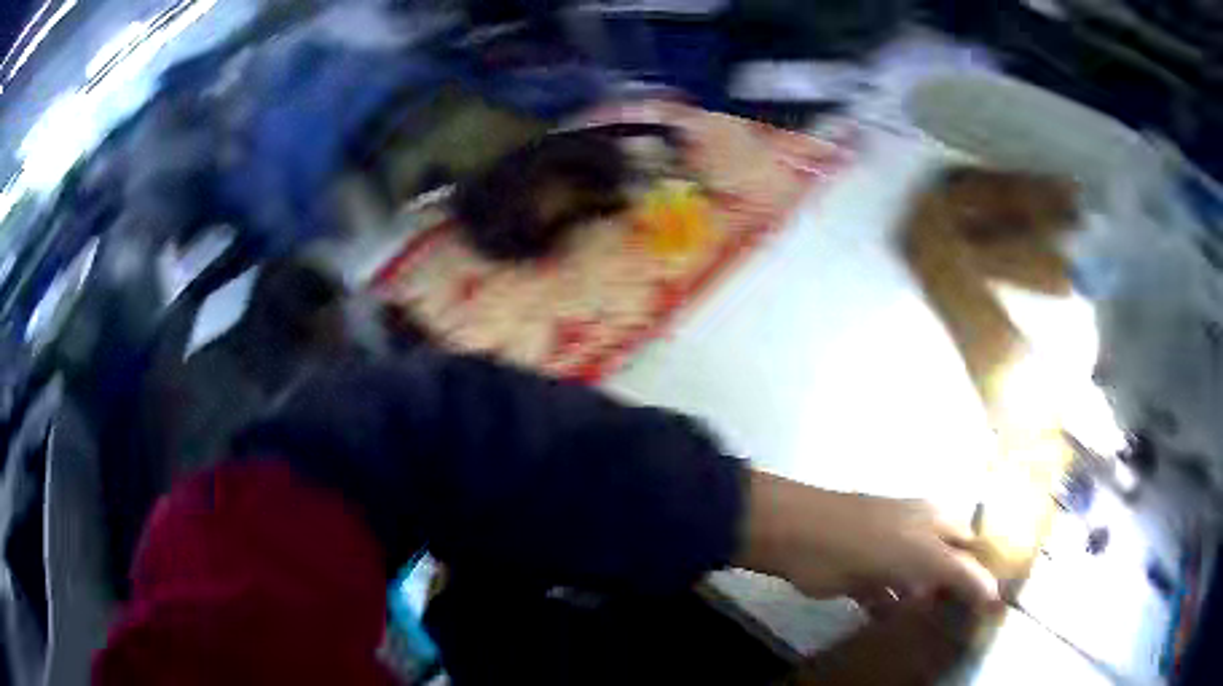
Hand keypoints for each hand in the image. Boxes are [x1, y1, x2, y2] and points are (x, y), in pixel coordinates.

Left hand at [736, 471, 998, 609]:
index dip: (986, 568)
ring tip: (940, 636)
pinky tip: (902, 634)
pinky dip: (893, 614)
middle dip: (956, 592)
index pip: (972, 543)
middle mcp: (916, 536)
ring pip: (915, 585)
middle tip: (969, 626)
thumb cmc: (873, 541)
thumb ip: (962, 574)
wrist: (802, 540)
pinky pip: (885, 600)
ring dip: (924, 606)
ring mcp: (888, 559)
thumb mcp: (925, 555)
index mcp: (936, 520)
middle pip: (945, 565)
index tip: (998, 601)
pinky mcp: (862, 581)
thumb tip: (996, 595)